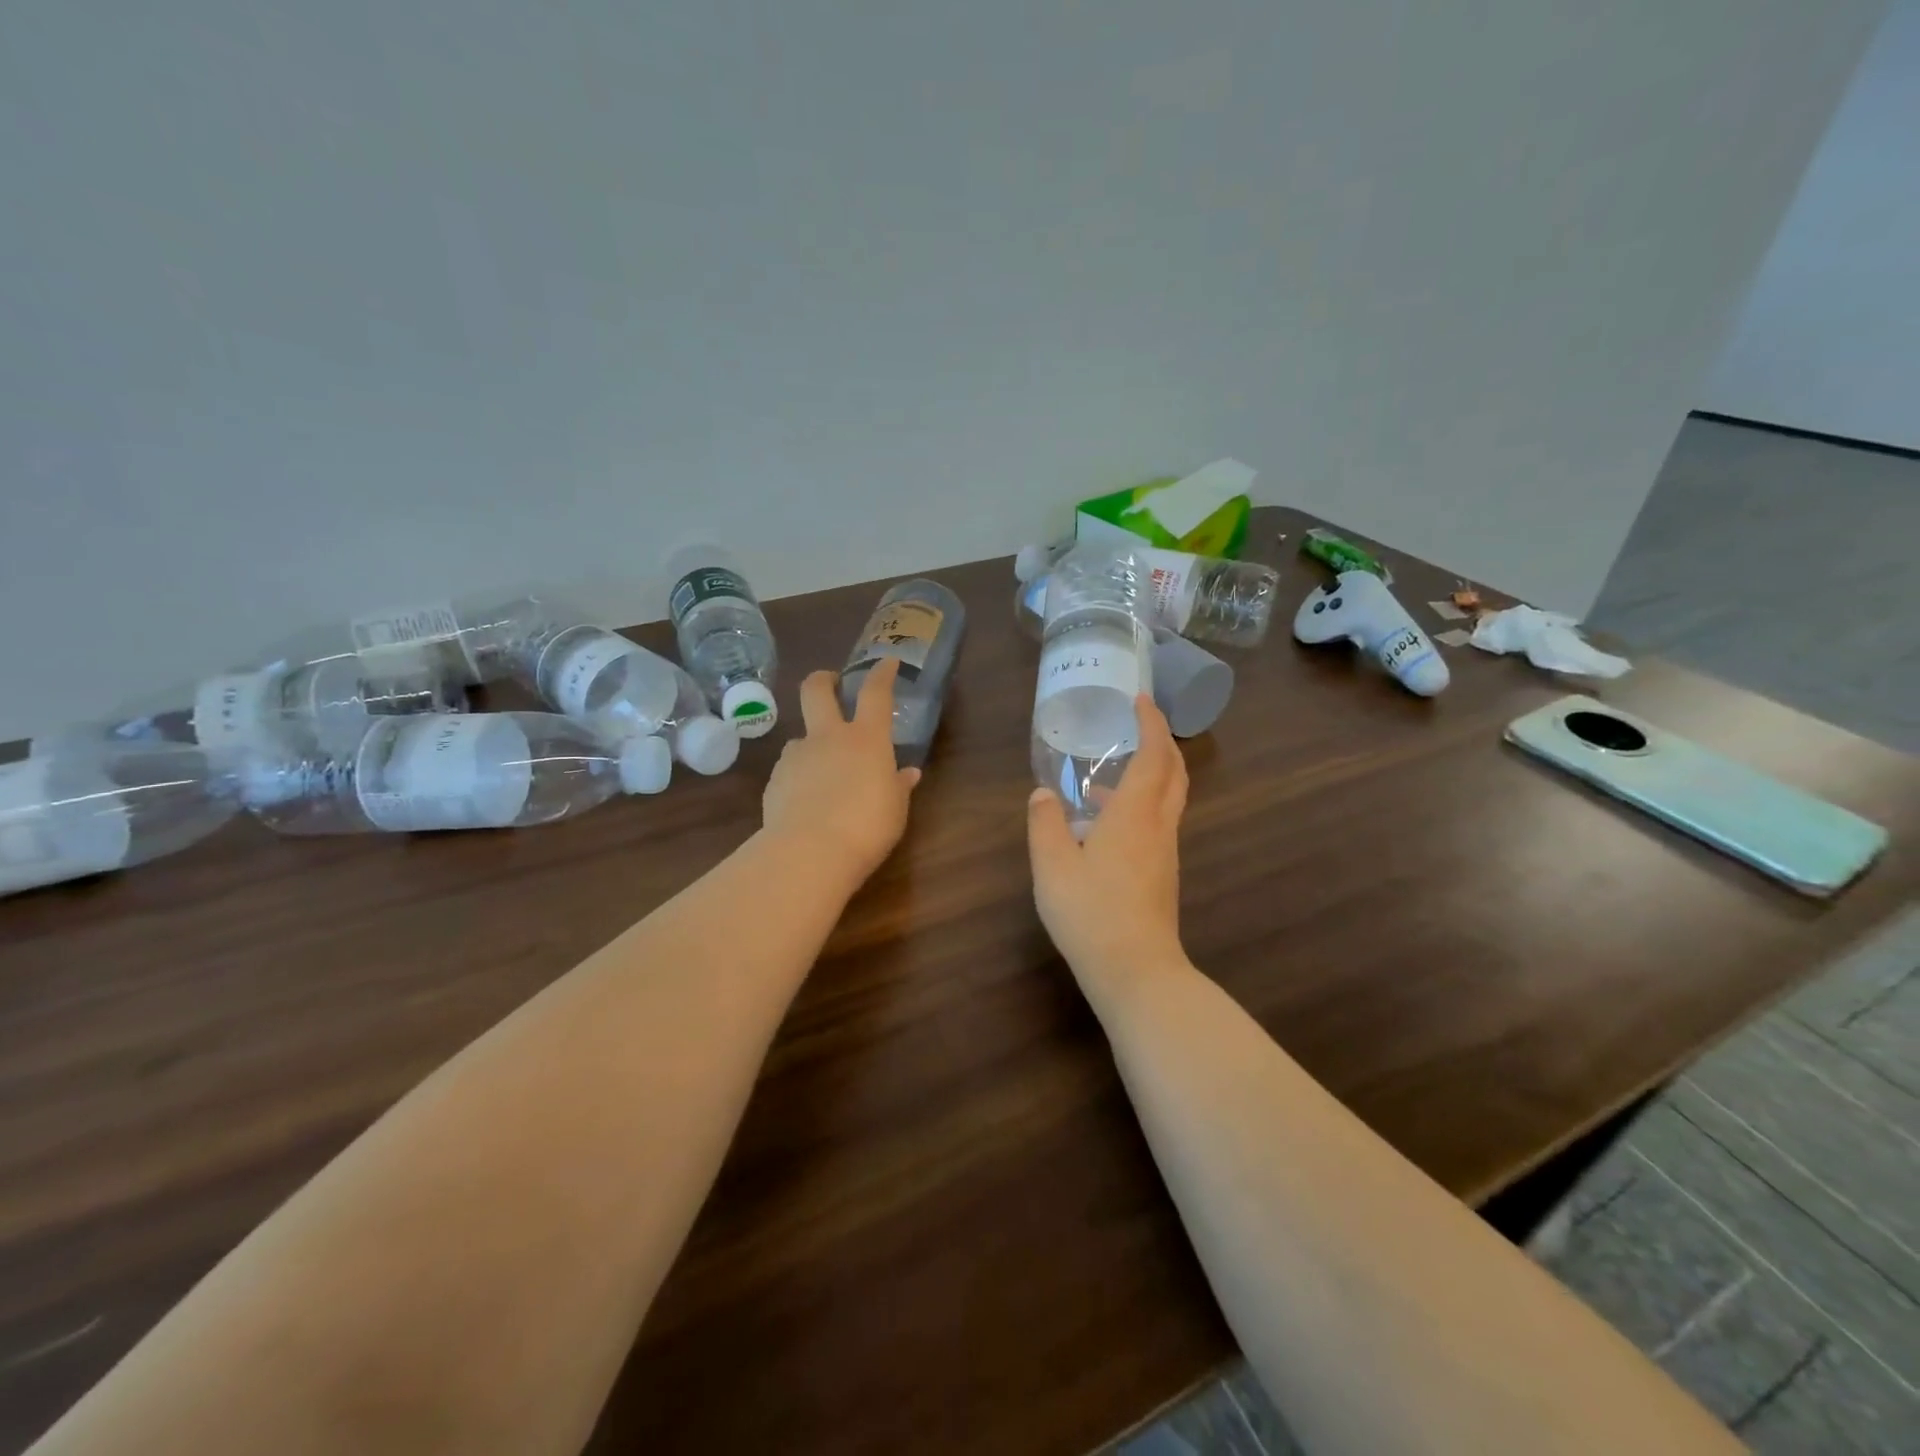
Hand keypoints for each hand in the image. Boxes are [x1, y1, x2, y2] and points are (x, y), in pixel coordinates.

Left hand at [762, 659, 920, 882]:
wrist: (810, 852)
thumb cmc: (867, 827)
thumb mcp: (895, 809)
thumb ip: (898, 786)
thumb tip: (907, 774)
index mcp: (866, 739)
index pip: (875, 693)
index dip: (881, 674)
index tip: (886, 662)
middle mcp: (828, 738)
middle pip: (816, 690)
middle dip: (823, 680)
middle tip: (830, 683)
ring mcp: (796, 756)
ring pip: (800, 736)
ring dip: (811, 745)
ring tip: (823, 774)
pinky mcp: (775, 780)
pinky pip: (790, 770)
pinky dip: (799, 778)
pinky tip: (806, 802)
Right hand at [1028, 696, 1189, 993]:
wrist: (1136, 970)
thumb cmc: (1091, 912)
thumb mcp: (1052, 865)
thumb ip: (1045, 823)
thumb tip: (1043, 794)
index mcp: (1135, 814)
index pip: (1154, 755)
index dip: (1151, 723)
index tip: (1140, 701)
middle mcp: (1158, 826)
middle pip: (1174, 773)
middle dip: (1163, 743)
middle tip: (1141, 725)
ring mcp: (1165, 852)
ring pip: (1169, 799)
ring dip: (1153, 774)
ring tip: (1112, 775)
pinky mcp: (1163, 874)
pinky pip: (1158, 822)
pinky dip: (1143, 804)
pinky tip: (1107, 824)